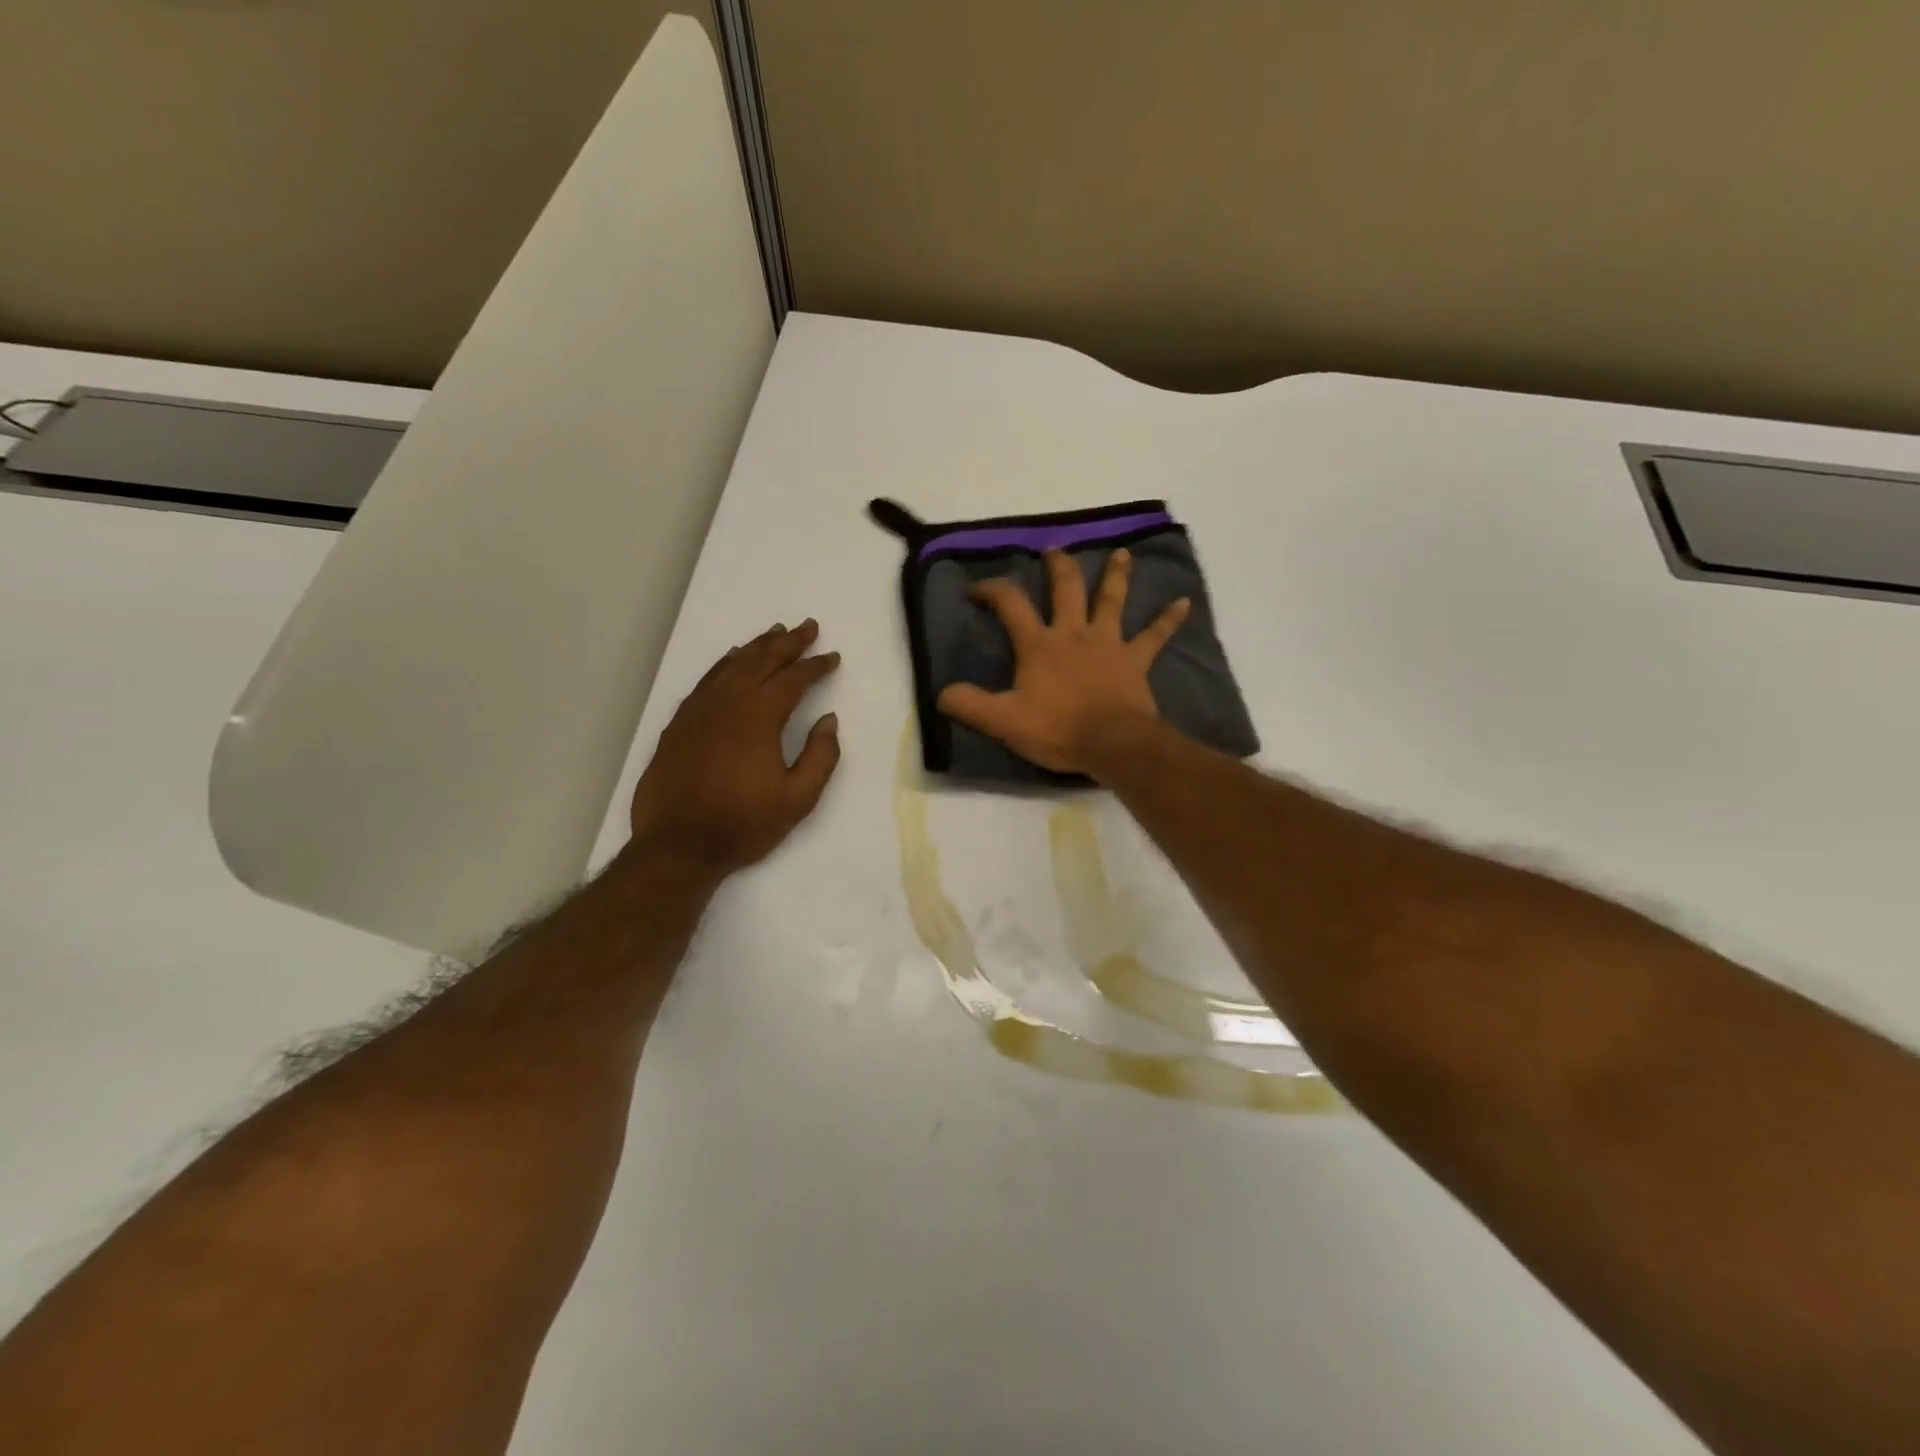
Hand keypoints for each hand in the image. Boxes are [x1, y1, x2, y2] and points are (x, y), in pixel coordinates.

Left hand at [628, 621, 841, 873]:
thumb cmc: (743, 824)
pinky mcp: (679, 723)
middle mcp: (728, 703)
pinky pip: (706, 681)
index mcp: (760, 717)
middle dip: (788, 642)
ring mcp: (698, 710)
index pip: (793, 679)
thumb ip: (821, 756)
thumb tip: (829, 720)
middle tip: (808, 627)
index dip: (815, 666)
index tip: (832, 657)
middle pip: (761, 660)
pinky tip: (732, 660)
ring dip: (756, 646)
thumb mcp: (798, 799)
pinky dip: (725, 664)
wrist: (678, 846)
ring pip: (731, 665)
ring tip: (775, 633)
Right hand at [937, 548, 1189, 775]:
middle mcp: (1074, 633)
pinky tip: (1185, 602)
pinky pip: (1155, 636)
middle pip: (1066, 588)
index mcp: (1039, 644)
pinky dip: (1169, 619)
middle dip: (1058, 567)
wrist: (1112, 744)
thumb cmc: (1058, 729)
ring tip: (1122, 553)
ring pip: (1112, 600)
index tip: (978, 589)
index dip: (993, 590)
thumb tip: (942, 693)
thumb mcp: (1004, 721)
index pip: (1011, 604)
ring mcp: (1108, 644)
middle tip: (1054, 550)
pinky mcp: (1135, 661)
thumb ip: (971, 705)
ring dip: (1116, 575)